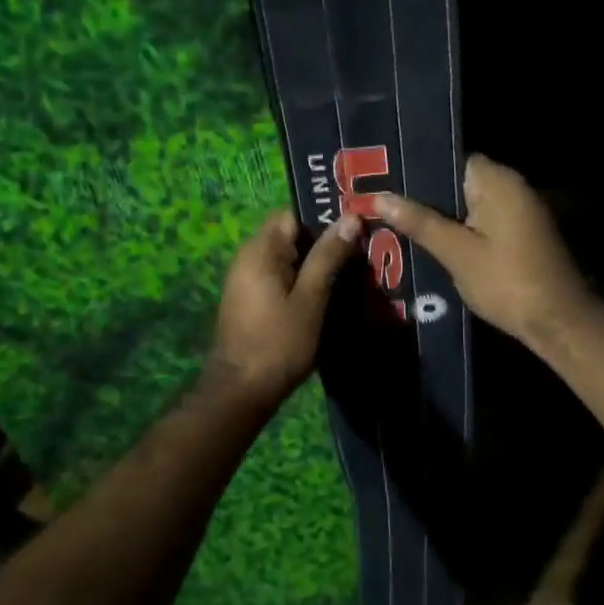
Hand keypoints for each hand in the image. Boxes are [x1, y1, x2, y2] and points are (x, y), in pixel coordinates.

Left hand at [208, 209, 360, 408]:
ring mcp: (247, 278)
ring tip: (354, 271)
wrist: (240, 391)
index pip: (294, 214)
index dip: (325, 217)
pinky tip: (330, 292)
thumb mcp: (310, 299)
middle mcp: (249, 257)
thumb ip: (328, 256)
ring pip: (288, 257)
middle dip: (325, 241)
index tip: (356, 227)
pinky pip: (281, 275)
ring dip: (317, 263)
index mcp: (260, 250)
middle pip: (291, 234)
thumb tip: (350, 217)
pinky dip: (304, 279)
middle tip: (362, 250)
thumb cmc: (278, 343)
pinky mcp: (251, 298)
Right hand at [375, 155, 595, 352]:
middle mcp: (514, 187)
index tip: (387, 182)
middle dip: (426, 196)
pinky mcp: (523, 233)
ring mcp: (521, 210)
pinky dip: (461, 228)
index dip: (419, 170)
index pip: (452, 159)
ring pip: (470, 204)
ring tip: (400, 223)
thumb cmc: (506, 281)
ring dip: (442, 215)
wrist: (558, 322)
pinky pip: (484, 220)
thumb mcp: (456, 253)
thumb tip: (379, 196)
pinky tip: (434, 243)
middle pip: (460, 181)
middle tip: (386, 205)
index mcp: (498, 181)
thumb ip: (419, 222)